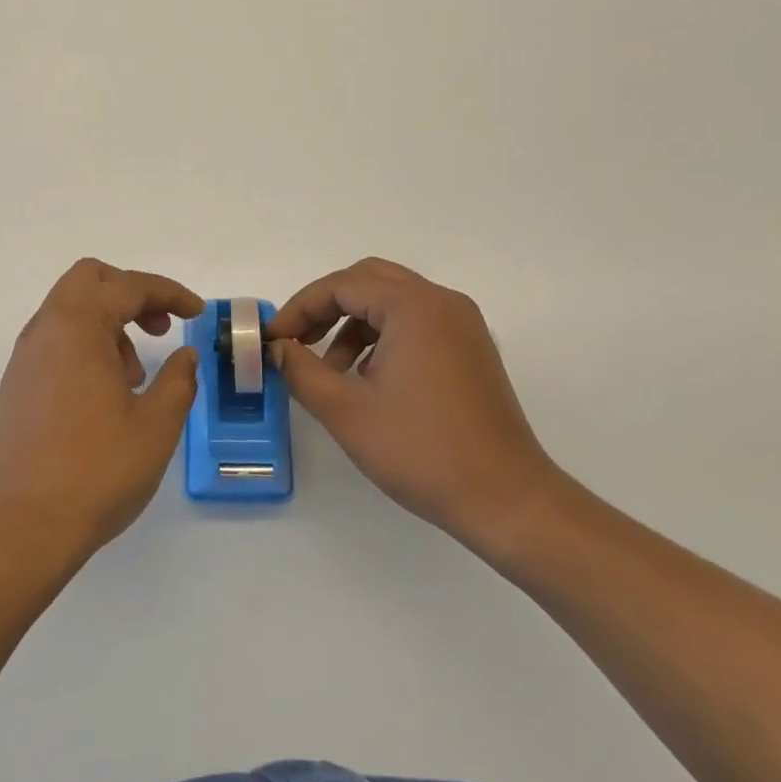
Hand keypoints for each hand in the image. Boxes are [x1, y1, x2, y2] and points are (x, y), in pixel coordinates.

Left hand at [0, 259, 203, 565]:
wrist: (26, 527)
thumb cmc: (98, 471)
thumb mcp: (157, 425)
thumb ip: (178, 380)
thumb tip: (186, 356)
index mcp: (78, 327)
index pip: (129, 286)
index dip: (169, 293)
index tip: (197, 313)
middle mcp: (45, 330)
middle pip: (90, 280)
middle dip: (132, 293)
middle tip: (160, 328)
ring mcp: (25, 357)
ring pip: (69, 309)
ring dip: (108, 321)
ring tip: (135, 374)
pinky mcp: (16, 384)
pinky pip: (55, 340)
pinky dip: (85, 344)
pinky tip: (105, 393)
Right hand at [267, 258, 564, 560]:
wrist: (507, 500)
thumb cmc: (422, 451)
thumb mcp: (346, 412)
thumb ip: (300, 370)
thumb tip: (277, 348)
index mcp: (414, 307)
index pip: (341, 285)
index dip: (300, 308)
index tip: (274, 340)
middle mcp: (442, 302)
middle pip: (368, 281)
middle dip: (326, 306)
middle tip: (297, 341)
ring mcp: (462, 324)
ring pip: (392, 301)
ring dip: (353, 323)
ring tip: (331, 371)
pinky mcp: (471, 348)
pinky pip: (416, 322)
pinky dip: (382, 336)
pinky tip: (369, 379)